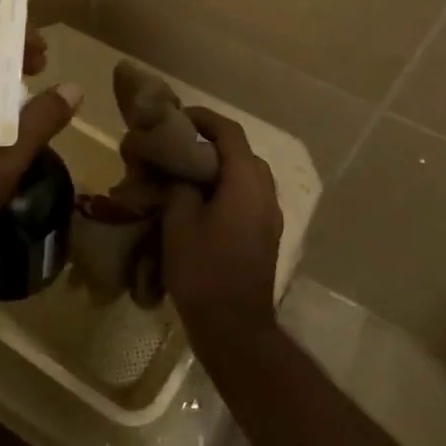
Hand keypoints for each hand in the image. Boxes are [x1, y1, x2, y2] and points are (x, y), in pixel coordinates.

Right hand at [162, 108, 282, 355]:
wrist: (235, 328)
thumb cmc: (204, 269)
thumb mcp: (179, 220)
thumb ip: (180, 184)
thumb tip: (178, 168)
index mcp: (247, 181)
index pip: (229, 132)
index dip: (203, 118)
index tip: (176, 117)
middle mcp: (265, 192)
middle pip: (240, 152)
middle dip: (210, 142)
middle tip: (177, 145)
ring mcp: (270, 216)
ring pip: (245, 176)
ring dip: (218, 167)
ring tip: (184, 173)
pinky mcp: (265, 236)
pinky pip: (246, 197)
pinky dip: (224, 188)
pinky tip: (199, 203)